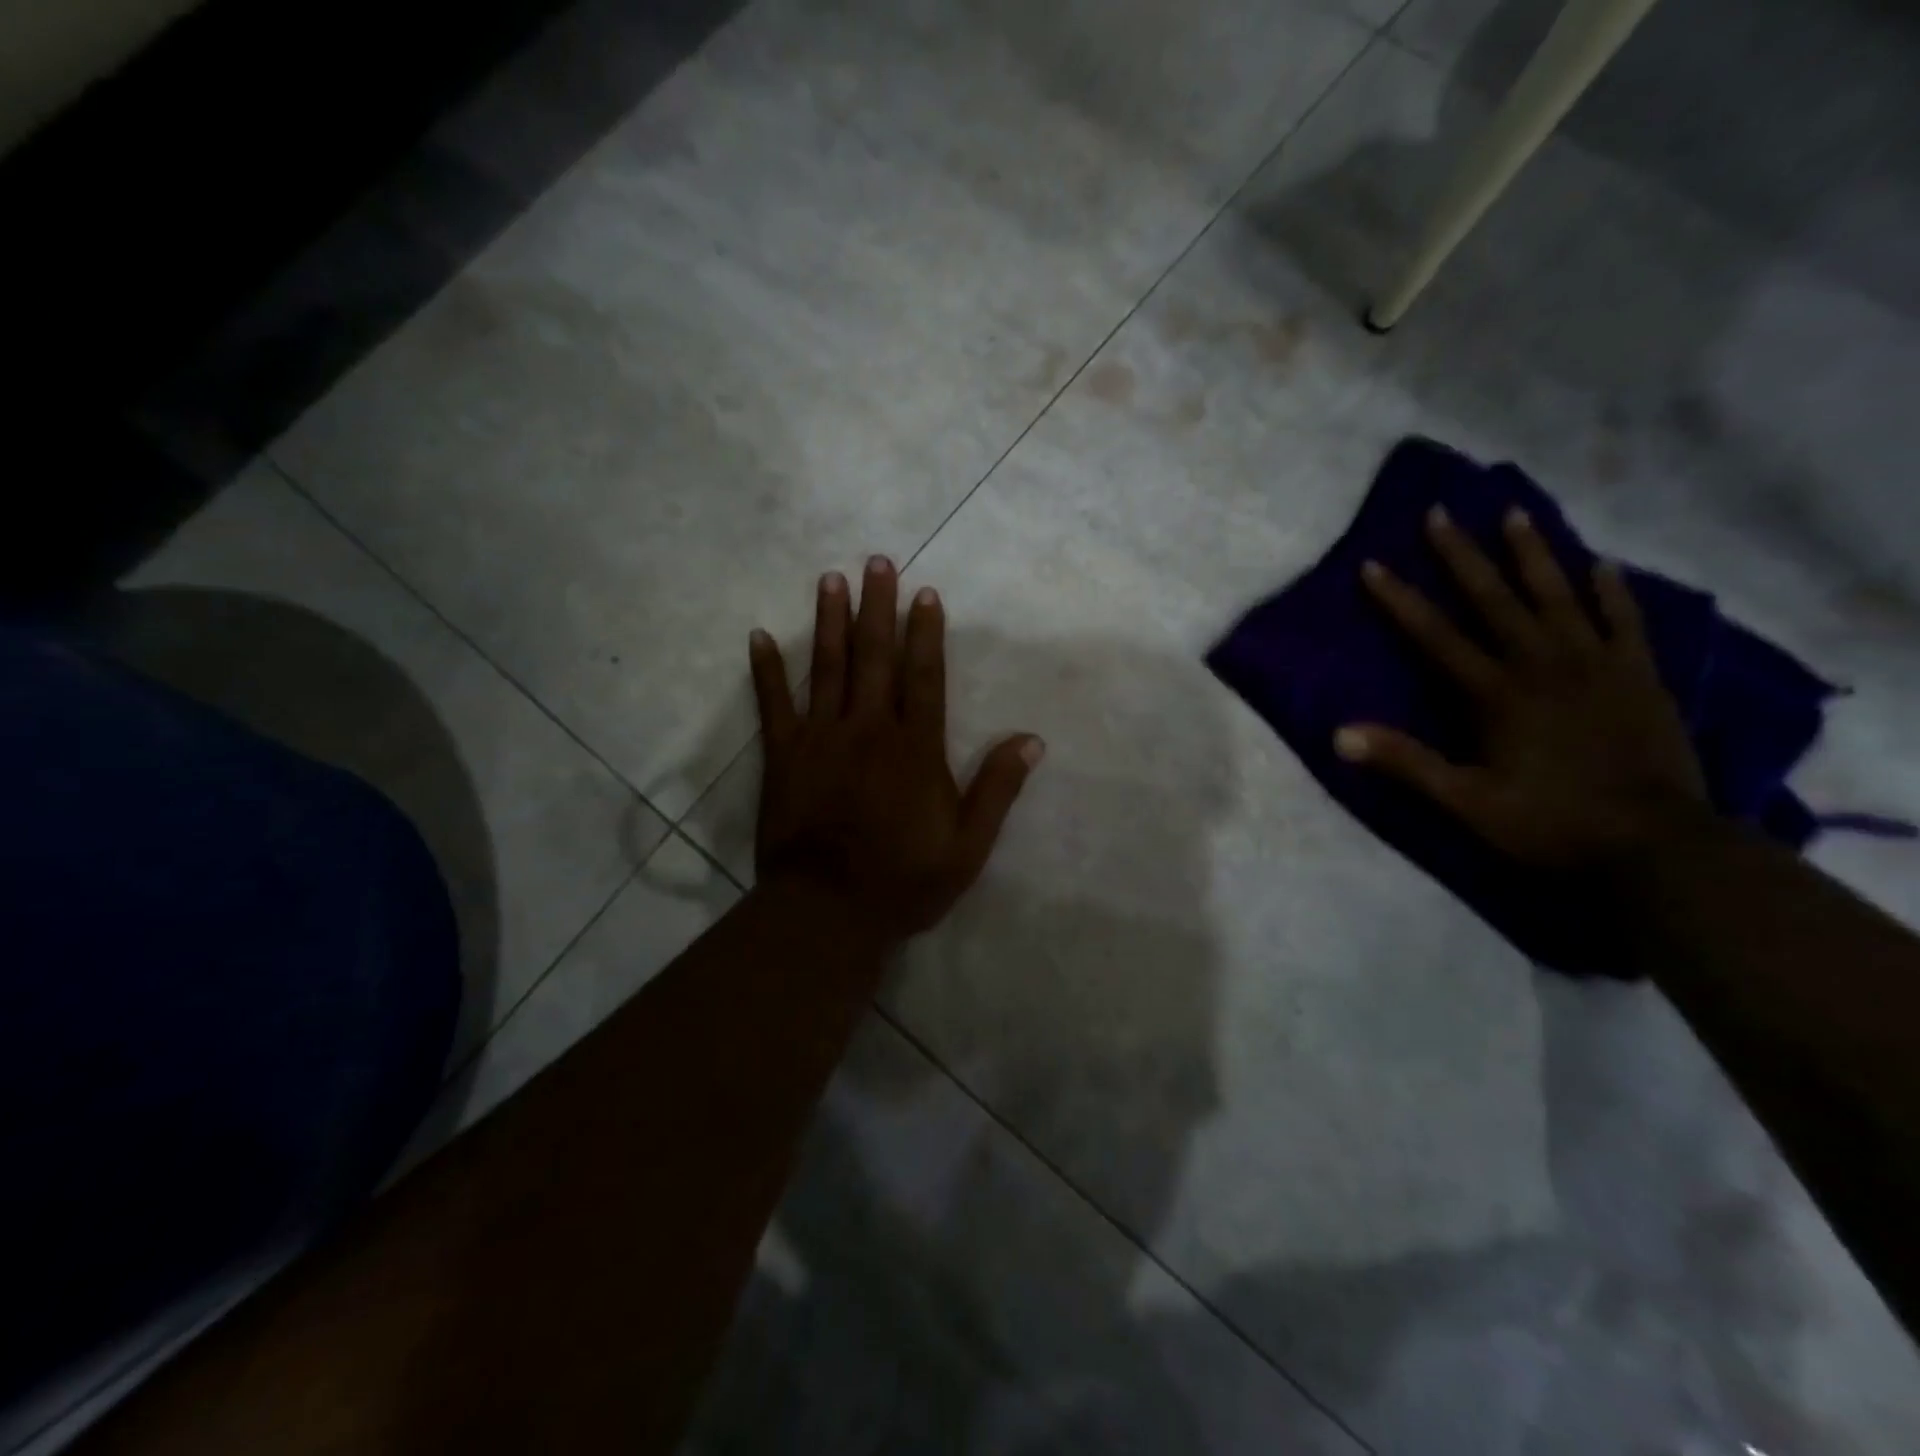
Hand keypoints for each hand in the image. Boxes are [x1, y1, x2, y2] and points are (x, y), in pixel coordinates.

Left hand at [749, 556, 1044, 946]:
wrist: (827, 911)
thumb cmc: (902, 881)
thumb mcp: (968, 847)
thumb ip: (997, 790)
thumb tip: (1032, 740)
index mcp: (915, 748)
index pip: (924, 677)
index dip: (927, 633)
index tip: (926, 593)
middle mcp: (869, 730)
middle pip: (875, 658)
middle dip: (878, 607)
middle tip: (877, 561)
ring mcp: (821, 739)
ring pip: (828, 668)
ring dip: (830, 622)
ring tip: (830, 579)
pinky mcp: (783, 756)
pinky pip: (773, 705)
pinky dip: (766, 670)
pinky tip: (758, 637)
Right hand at [1336, 505, 1710, 868]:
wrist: (1657, 845)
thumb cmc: (1549, 822)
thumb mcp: (1465, 801)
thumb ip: (1405, 763)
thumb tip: (1338, 735)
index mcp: (1495, 693)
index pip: (1435, 636)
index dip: (1399, 600)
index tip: (1372, 564)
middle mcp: (1542, 664)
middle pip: (1494, 599)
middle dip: (1462, 555)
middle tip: (1441, 512)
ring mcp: (1596, 665)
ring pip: (1558, 595)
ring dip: (1533, 553)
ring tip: (1515, 512)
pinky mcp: (1639, 675)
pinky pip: (1623, 620)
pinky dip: (1610, 591)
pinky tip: (1600, 564)